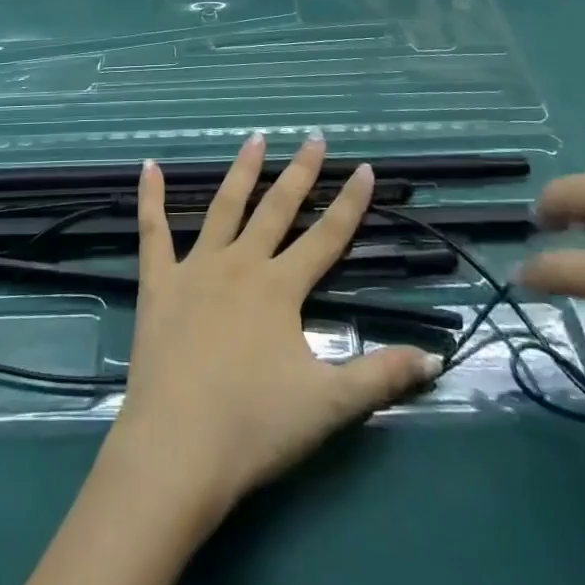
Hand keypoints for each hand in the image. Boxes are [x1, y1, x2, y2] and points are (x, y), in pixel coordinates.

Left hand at [106, 135, 441, 526]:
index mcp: (281, 288)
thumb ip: (381, 377)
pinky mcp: (158, 283)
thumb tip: (435, 359)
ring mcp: (196, 268)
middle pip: (277, 209)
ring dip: (241, 171)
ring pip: (223, 207)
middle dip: (299, 173)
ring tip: (255, 138)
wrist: (178, 446)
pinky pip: (152, 231)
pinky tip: (148, 167)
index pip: (326, 237)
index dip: (349, 203)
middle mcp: (241, 264)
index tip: (364, 167)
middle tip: (313, 138)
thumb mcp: (329, 405)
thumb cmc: (255, 425)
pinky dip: (150, 197)